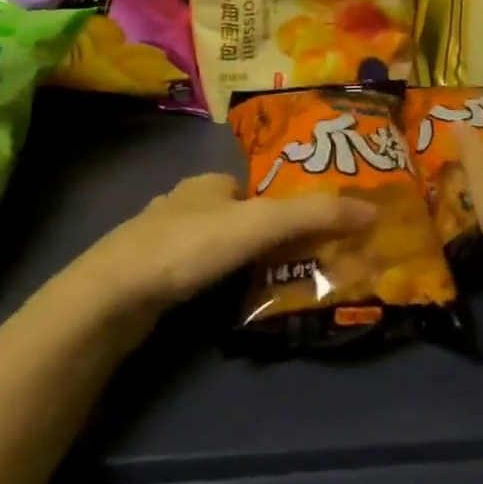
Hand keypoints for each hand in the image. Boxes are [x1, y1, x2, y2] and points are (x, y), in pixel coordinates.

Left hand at [74, 172, 372, 326]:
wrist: (110, 299)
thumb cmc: (188, 246)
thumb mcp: (259, 225)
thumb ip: (314, 216)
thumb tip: (373, 210)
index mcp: (210, 181)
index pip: (261, 187)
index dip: (289, 205)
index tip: (317, 229)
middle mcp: (186, 203)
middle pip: (240, 216)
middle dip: (269, 236)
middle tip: (305, 262)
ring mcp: (164, 242)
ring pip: (218, 246)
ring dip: (245, 261)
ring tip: (277, 285)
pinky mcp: (151, 278)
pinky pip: (198, 273)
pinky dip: (219, 282)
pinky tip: (230, 302)